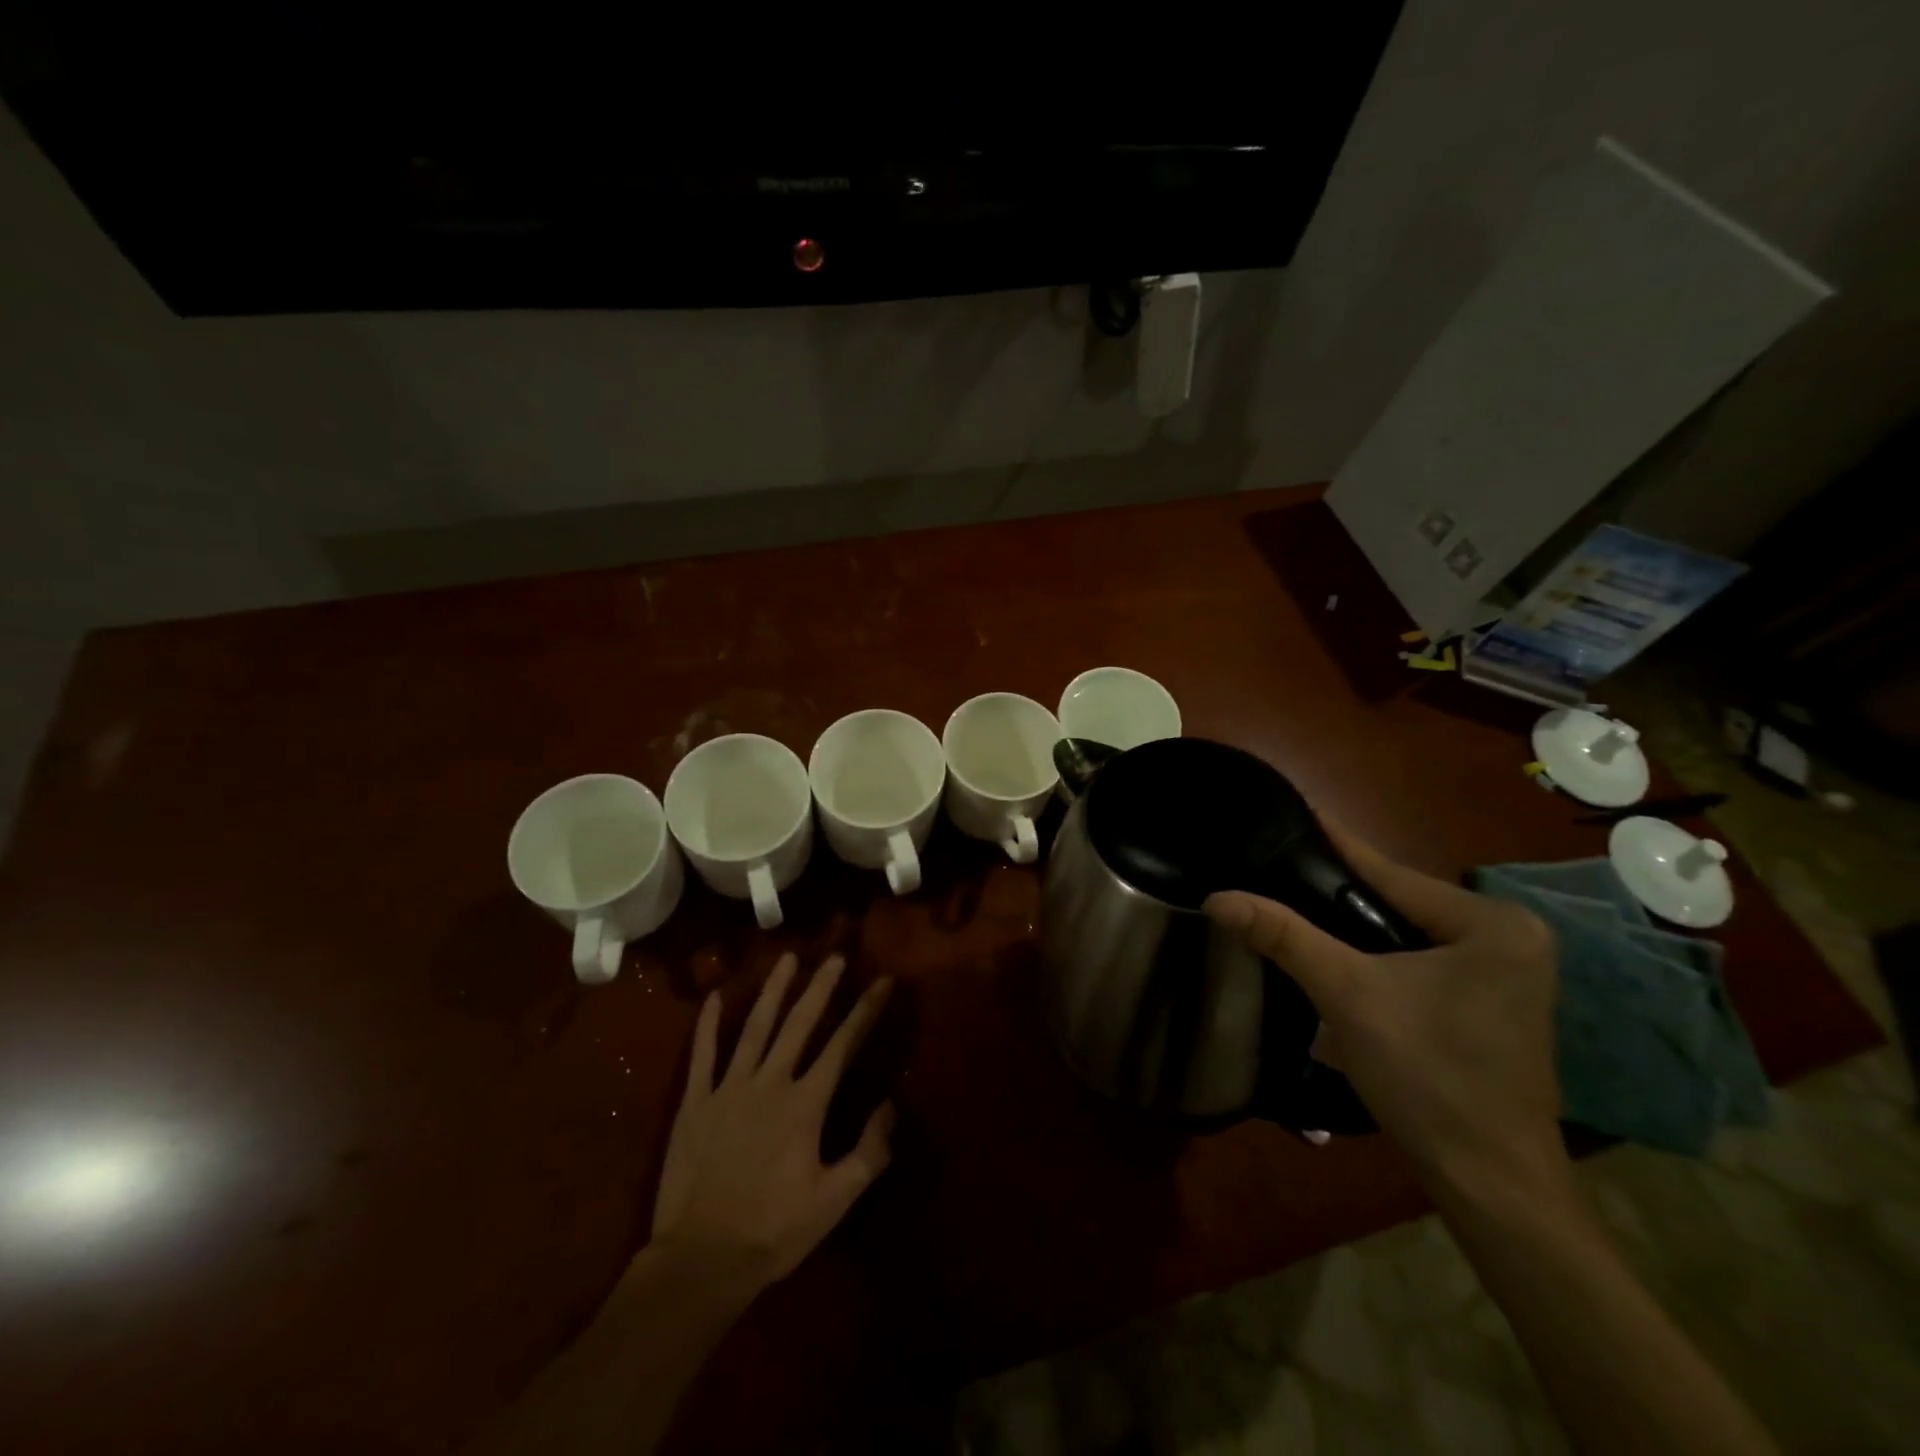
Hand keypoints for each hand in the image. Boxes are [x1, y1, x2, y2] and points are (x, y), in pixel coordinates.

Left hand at [652, 953, 894, 1285]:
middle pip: (800, 1023)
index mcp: (805, 1104)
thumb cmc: (774, 1231)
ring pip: (754, 1027)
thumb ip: (870, 1152)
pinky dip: (707, 1024)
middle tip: (834, 956)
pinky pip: (702, 1055)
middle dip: (821, 987)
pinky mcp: (695, 1103)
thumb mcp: (835, 1200)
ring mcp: (728, 1089)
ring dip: (773, 991)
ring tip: (786, 959)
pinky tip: (713, 996)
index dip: (866, 1010)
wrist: (701, 1260)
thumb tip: (890, 1105)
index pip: (843, 1045)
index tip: (883, 981)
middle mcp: (770, 1083)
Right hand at [1205, 823, 1561, 1196]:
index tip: (1293, 812)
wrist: (1492, 1185)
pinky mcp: (1497, 1006)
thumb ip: (1283, 936)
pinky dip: (1381, 961)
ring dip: (1356, 932)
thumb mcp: (1346, 995)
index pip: (1390, 872)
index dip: (1334, 845)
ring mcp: (1510, 975)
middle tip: (1277, 872)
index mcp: (1492, 923)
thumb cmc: (1427, 1077)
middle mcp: (1512, 938)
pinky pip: (1424, 963)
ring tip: (1295, 908)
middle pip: (1399, 904)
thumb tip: (1218, 897)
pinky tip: (1339, 960)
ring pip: (1408, 935)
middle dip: (1339, 897)